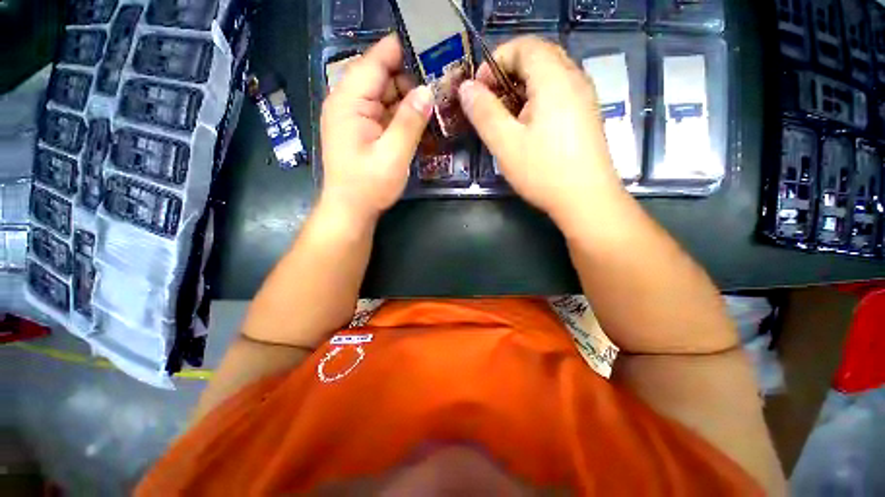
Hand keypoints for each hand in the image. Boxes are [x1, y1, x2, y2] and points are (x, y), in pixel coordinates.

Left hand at [320, 35, 432, 225]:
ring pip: (386, 95)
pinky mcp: (363, 130)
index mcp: (349, 101)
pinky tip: (421, 116)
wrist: (350, 210)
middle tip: (443, 79)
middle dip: (411, 76)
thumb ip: (410, 121)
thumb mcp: (393, 155)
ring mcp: (356, 117)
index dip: (403, 50)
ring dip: (409, 96)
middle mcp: (349, 102)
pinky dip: (402, 113)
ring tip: (438, 97)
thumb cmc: (368, 186)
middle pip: (382, 76)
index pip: (376, 61)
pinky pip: (385, 112)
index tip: (432, 45)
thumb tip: (427, 90)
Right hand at [458, 36, 624, 224]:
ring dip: (521, 88)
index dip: (494, 62)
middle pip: (537, 57)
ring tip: (505, 117)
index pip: (523, 46)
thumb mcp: (506, 143)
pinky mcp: (586, 115)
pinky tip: (527, 127)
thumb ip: (484, 113)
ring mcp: (584, 97)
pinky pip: (558, 93)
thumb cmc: (544, 172)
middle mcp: (574, 79)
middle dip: (507, 74)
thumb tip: (466, 89)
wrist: (586, 200)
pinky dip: (536, 100)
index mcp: (554, 79)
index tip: (478, 90)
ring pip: (548, 76)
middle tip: (489, 102)